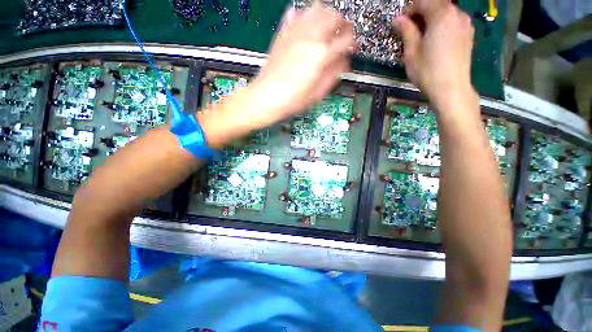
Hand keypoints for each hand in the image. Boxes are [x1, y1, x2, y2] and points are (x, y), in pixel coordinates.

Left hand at [241, 4, 354, 127]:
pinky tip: (307, 26)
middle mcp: (309, 38)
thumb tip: (343, 63)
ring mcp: (294, 33)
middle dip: (342, 24)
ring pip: (316, 8)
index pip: (345, 40)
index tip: (352, 47)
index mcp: (320, 55)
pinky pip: (296, 14)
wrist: (266, 97)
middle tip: (342, 33)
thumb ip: (333, 74)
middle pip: (333, 17)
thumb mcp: (317, 93)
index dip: (352, 43)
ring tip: (327, 27)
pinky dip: (305, 16)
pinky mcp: (282, 34)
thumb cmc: (291, 99)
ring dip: (326, 15)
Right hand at [393, 0, 474, 108]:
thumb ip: (406, 31)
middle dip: (421, 13)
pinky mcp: (469, 34)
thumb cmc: (428, 71)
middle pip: (436, 4)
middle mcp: (456, 13)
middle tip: (410, 30)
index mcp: (441, 15)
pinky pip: (453, 21)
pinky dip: (442, 25)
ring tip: (423, 36)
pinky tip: (436, 40)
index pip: (423, 1)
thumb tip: (397, 19)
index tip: (401, 24)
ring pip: (446, 12)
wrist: (451, 88)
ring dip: (432, 19)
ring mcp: (465, 23)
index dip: (409, 10)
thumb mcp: (411, 52)